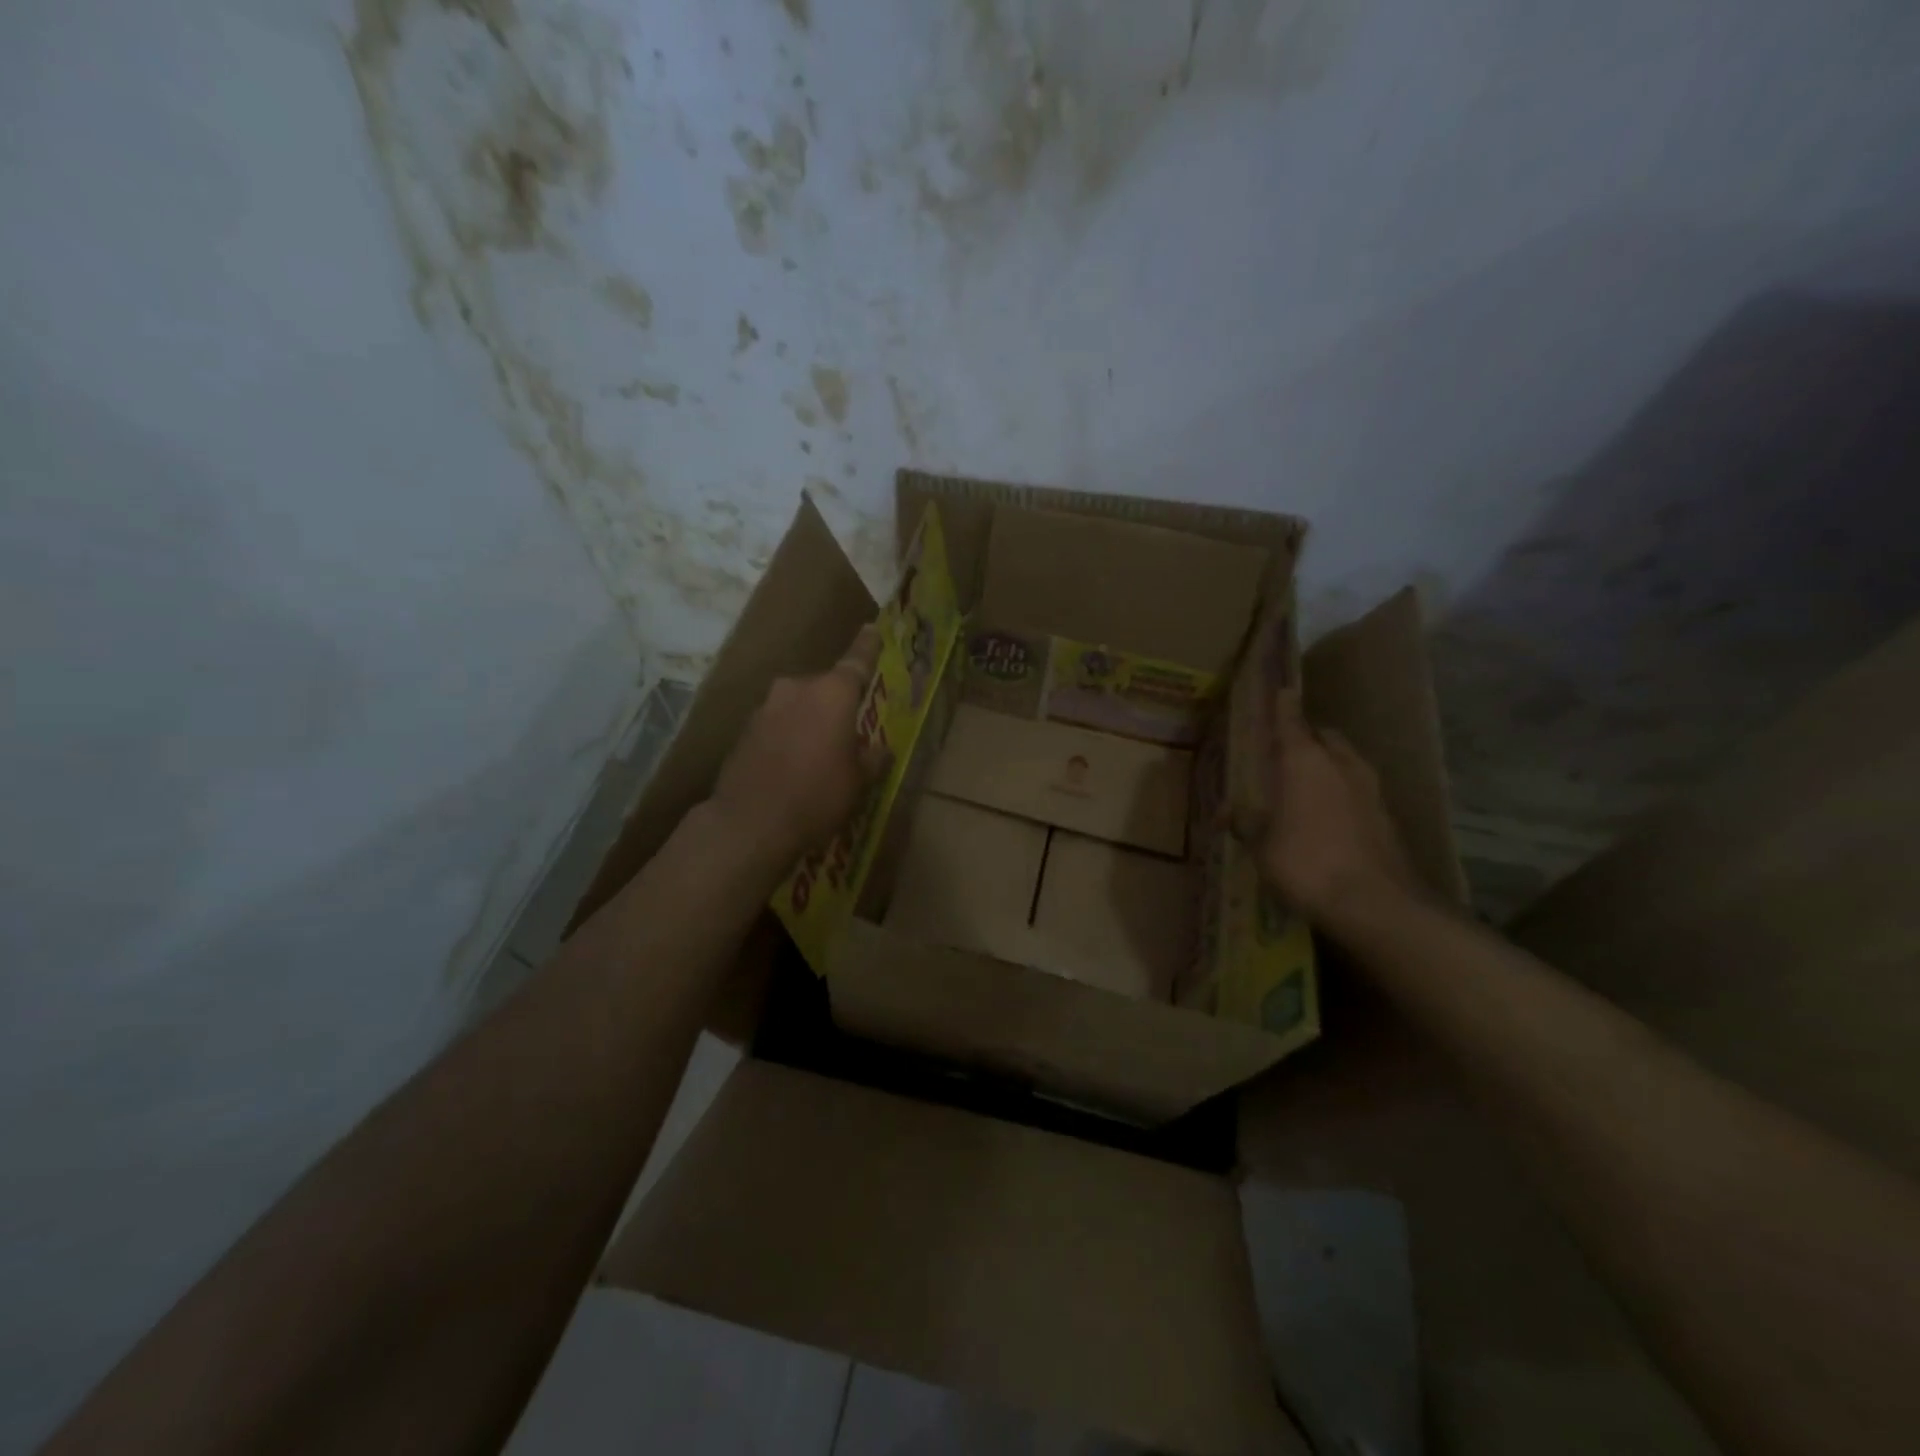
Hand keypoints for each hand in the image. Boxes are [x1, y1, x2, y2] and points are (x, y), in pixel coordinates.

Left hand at [708, 624, 889, 863]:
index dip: (868, 646)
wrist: (749, 822)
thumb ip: (871, 758)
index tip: (873, 629)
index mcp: (833, 694)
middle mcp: (797, 688)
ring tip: (819, 754)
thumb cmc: (816, 796)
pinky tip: (793, 764)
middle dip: (837, 704)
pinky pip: (778, 723)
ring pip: (799, 705)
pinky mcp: (745, 728)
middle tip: (849, 732)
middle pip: (825, 687)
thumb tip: (877, 748)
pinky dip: (789, 735)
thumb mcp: (858, 782)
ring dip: (811, 721)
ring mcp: (767, 706)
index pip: (857, 661)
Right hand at [1254, 688, 1417, 922]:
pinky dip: (1342, 792)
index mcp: (1304, 762)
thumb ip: (1246, 823)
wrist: (1375, 903)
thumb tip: (1225, 813)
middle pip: (1324, 736)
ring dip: (1327, 763)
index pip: (1290, 721)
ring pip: (1345, 761)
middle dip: (1307, 736)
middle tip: (1285, 748)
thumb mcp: (1262, 845)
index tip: (1281, 689)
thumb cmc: (1305, 863)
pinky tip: (1328, 814)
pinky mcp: (1386, 815)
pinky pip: (1358, 789)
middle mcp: (1339, 765)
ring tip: (1305, 782)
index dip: (1283, 706)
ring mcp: (1369, 789)